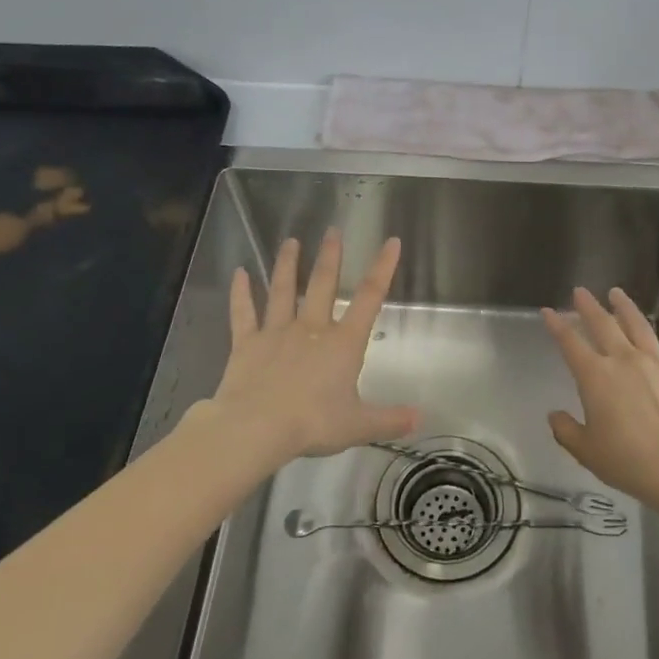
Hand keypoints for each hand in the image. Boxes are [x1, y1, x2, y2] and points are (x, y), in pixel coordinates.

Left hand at [205, 230, 418, 472]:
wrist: (257, 428)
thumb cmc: (312, 424)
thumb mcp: (358, 426)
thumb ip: (390, 420)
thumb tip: (421, 419)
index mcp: (343, 344)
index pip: (369, 298)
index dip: (382, 268)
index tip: (390, 242)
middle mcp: (311, 329)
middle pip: (322, 284)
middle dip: (330, 256)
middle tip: (332, 231)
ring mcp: (276, 332)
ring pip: (282, 290)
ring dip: (287, 264)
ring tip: (290, 241)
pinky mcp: (246, 343)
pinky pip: (243, 313)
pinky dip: (240, 292)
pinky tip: (238, 273)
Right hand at [542, 287, 658, 517]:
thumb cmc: (627, 461)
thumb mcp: (585, 450)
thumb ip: (566, 430)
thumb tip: (555, 415)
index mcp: (595, 377)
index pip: (570, 344)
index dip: (557, 326)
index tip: (548, 311)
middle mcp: (625, 361)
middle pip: (604, 326)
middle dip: (589, 307)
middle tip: (581, 291)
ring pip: (640, 327)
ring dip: (626, 308)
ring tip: (617, 293)